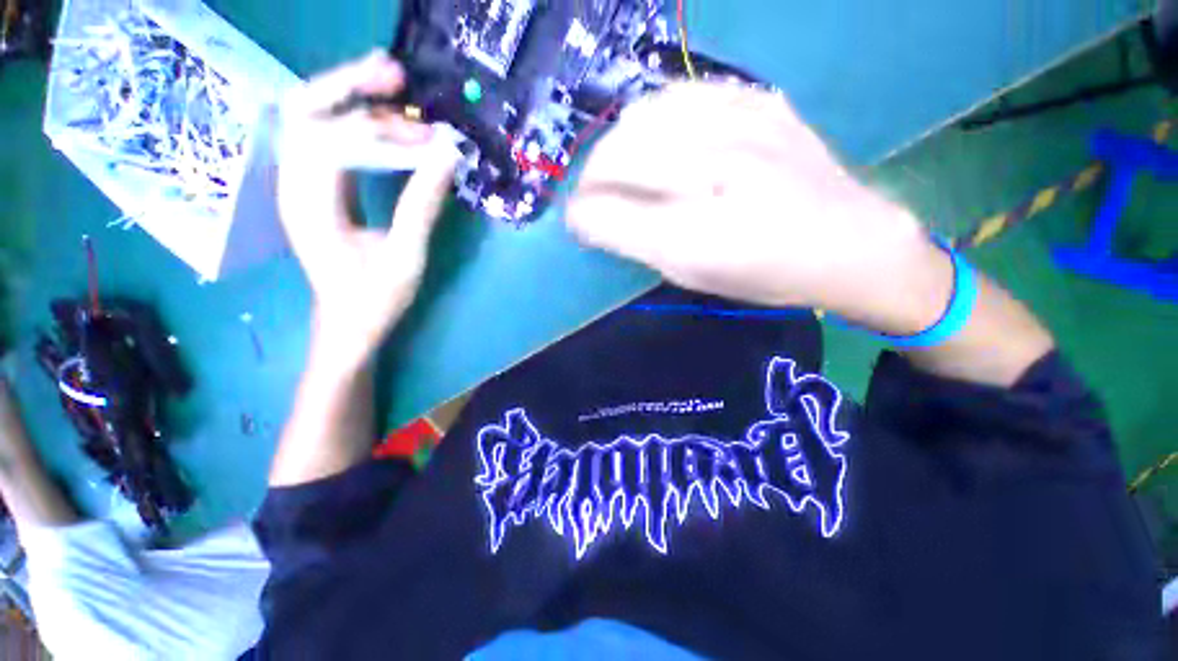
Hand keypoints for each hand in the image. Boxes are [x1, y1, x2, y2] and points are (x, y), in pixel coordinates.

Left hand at [278, 52, 458, 369]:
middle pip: (304, 111)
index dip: (382, 132)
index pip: (333, 141)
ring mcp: (301, 184)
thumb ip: (423, 203)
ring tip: (396, 92)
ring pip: (312, 119)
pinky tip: (386, 123)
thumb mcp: (407, 255)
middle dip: (348, 86)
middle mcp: (295, 184)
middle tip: (395, 75)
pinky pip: (328, 141)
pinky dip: (355, 124)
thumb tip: (448, 155)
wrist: (347, 322)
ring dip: (351, 100)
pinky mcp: (317, 188)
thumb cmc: (375, 297)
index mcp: (311, 205)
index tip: (432, 138)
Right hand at [567, 83, 950, 330]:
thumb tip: (587, 220)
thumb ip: (634, 245)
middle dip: (589, 179)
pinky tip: (660, 140)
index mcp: (694, 236)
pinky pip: (682, 94)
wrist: (847, 242)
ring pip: (641, 117)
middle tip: (593, 197)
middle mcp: (711, 175)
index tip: (577, 222)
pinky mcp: (758, 103)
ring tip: (622, 168)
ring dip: (617, 145)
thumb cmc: (762, 274)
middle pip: (615, 157)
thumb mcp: (692, 275)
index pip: (605, 213)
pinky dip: (655, 117)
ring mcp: (738, 128)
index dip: (580, 216)